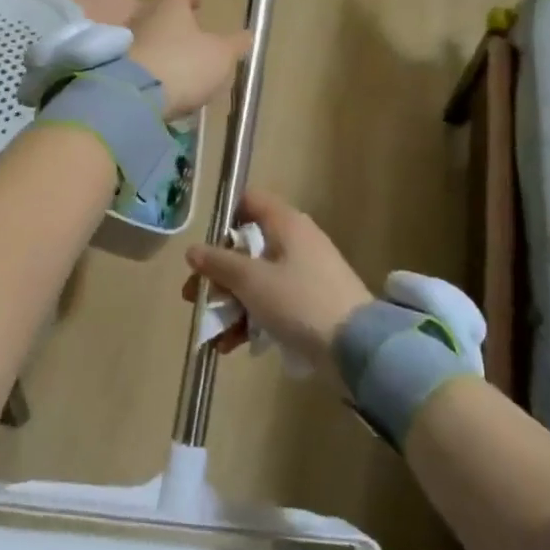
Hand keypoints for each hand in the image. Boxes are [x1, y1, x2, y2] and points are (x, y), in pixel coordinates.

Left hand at [126, 0, 251, 119]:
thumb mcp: (220, 56)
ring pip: (144, 37)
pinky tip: (156, 83)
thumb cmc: (183, 65)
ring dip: (157, 47)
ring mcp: (123, 41)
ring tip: (173, 65)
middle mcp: (142, 16)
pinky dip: (145, 67)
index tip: (199, 5)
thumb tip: (247, 34)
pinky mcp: (111, 66)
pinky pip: (133, 61)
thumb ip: (234, 44)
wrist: (133, 96)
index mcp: (170, 7)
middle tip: (187, 37)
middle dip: (172, 23)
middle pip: (158, 12)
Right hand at [182, 189, 372, 370]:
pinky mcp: (311, 303)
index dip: (224, 219)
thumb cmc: (299, 301)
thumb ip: (219, 263)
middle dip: (218, 275)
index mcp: (286, 223)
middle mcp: (296, 241)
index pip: (249, 201)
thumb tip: (192, 250)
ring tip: (212, 333)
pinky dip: (252, 318)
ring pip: (257, 279)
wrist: (357, 347)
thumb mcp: (251, 281)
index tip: (205, 247)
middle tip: (195, 298)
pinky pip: (272, 302)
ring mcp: (305, 273)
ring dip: (231, 303)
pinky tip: (232, 345)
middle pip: (247, 247)